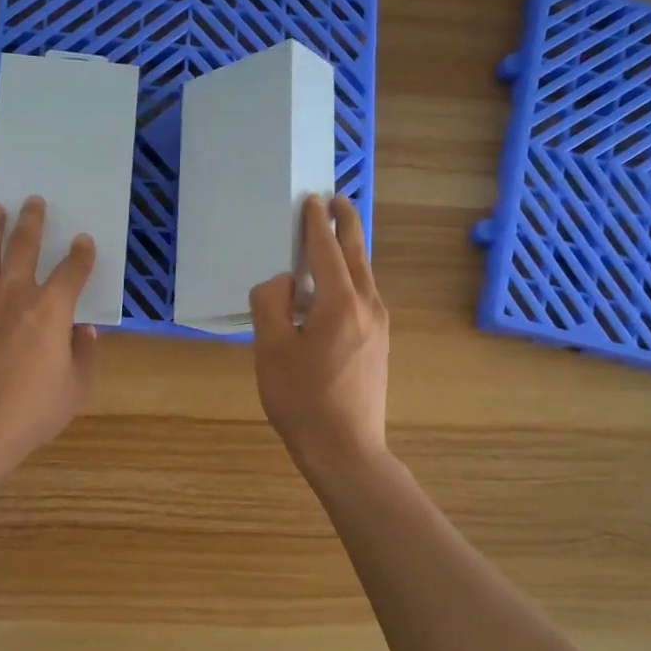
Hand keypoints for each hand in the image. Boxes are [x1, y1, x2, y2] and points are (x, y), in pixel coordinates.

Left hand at [0, 196, 99, 470]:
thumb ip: (84, 354)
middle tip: (33, 200)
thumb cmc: (31, 411)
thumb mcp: (75, 388)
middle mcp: (13, 295)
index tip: (84, 241)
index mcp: (50, 309)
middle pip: (22, 247)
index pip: (71, 271)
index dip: (81, 255)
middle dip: (32, 221)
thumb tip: (84, 331)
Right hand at [248, 194, 389, 475]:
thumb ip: (271, 304)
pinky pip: (365, 295)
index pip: (327, 250)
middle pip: (357, 255)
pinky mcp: (379, 345)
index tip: (311, 200)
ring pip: (365, 275)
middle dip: (347, 225)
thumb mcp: (272, 349)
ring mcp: (379, 327)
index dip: (316, 224)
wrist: (346, 450)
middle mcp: (368, 307)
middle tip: (338, 200)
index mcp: (340, 303)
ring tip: (337, 235)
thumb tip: (284, 282)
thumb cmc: (302, 400)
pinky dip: (352, 276)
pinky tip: (337, 286)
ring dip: (351, 250)